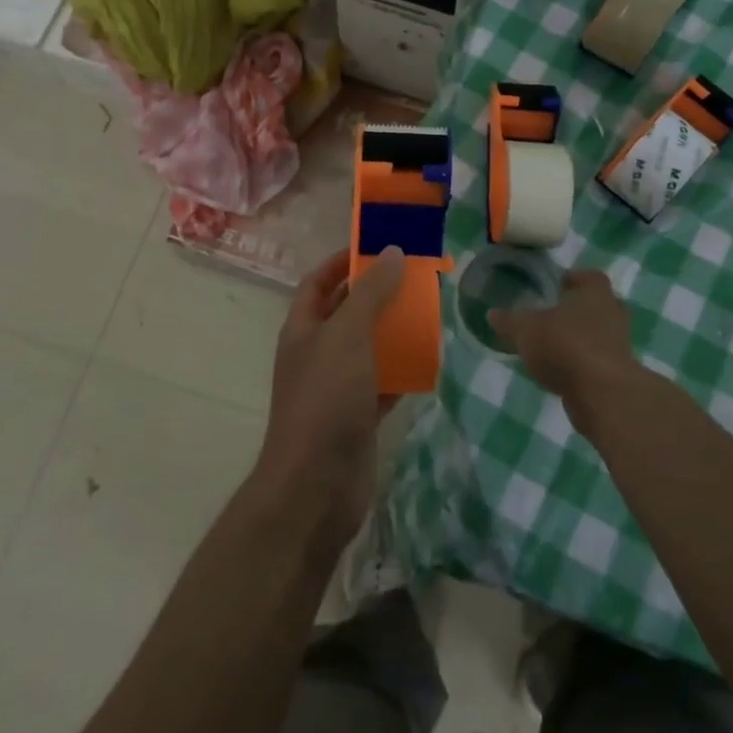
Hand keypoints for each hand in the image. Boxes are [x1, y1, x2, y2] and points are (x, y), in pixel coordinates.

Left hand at [254, 245, 405, 561]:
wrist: (316, 485)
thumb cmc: (326, 398)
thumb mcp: (348, 335)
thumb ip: (371, 293)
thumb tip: (392, 251)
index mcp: (303, 329)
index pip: (318, 282)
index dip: (342, 262)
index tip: (376, 247)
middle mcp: (316, 354)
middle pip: (346, 313)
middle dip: (375, 295)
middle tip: (414, 279)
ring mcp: (336, 388)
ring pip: (367, 349)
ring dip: (393, 333)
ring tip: (428, 314)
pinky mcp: (357, 417)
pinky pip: (383, 385)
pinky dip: (403, 372)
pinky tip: (430, 361)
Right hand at [491, 269, 644, 422]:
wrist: (602, 393)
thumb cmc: (565, 345)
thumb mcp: (527, 330)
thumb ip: (510, 321)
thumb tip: (492, 314)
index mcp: (595, 292)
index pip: (589, 277)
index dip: (573, 280)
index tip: (556, 286)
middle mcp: (613, 313)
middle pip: (597, 305)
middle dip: (577, 310)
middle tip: (553, 315)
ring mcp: (619, 345)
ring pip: (599, 334)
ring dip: (580, 338)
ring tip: (552, 346)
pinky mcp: (618, 373)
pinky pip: (597, 360)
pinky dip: (582, 363)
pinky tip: (560, 371)